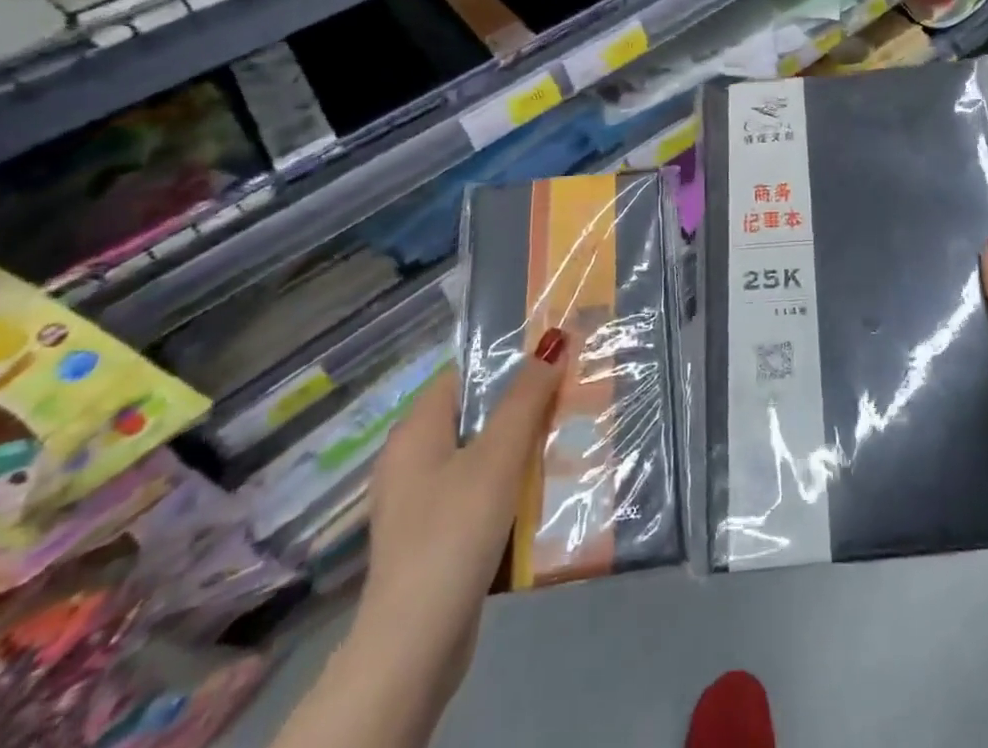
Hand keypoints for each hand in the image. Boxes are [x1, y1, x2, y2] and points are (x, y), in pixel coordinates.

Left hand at [353, 336, 567, 691]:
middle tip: (573, 392)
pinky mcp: (439, 538)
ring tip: (572, 434)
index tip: (555, 352)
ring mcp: (424, 502)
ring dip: (524, 447)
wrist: (415, 647)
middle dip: (526, 404)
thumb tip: (554, 340)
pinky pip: (482, 493)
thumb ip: (526, 397)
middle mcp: (414, 459)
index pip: (465, 373)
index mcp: (417, 430)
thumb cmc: (453, 532)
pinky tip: (549, 490)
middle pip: (478, 414)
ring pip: (484, 455)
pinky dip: (513, 486)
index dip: (508, 358)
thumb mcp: (497, 456)